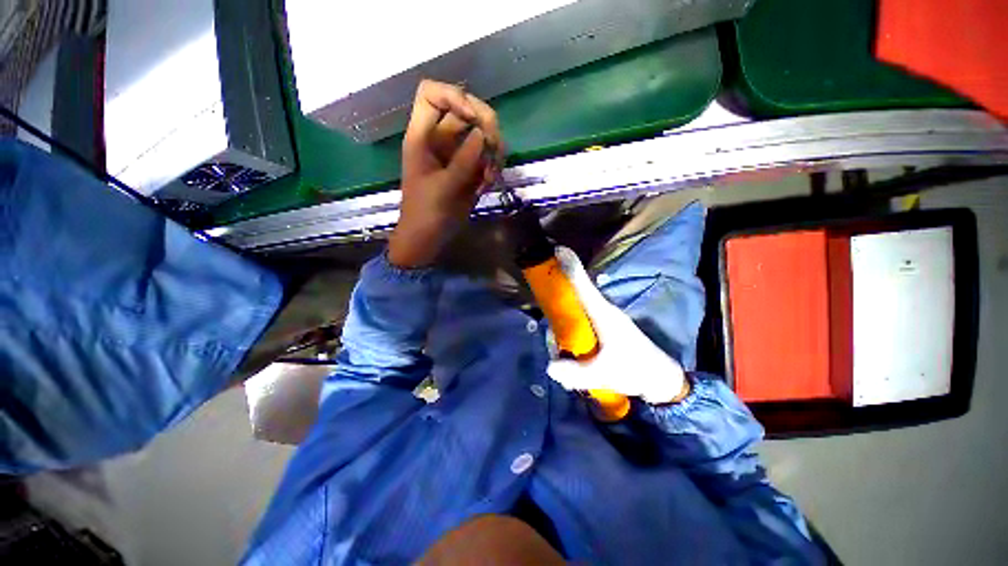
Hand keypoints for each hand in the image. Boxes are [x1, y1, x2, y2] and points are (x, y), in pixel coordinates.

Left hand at [389, 80, 502, 267]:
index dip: (454, 96)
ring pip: (483, 134)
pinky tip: (486, 186)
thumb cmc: (426, 213)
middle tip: (494, 149)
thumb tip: (482, 134)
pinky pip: (488, 157)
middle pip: (468, 110)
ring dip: (493, 152)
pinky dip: (492, 169)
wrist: (429, 237)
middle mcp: (441, 139)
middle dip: (486, 126)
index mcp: (423, 136)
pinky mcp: (470, 169)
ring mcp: (457, 154)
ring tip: (489, 176)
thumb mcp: (443, 187)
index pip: (432, 93)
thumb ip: (463, 160)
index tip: (471, 118)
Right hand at [546, 247, 689, 403]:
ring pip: (574, 311)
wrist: (660, 379)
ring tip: (563, 355)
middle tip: (553, 340)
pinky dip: (570, 332)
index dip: (570, 266)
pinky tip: (570, 354)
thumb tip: (549, 366)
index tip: (557, 249)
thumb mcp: (604, 374)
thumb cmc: (635, 369)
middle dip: (556, 307)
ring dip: (562, 326)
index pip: (583, 284)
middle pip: (572, 296)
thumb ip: (575, 372)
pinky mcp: (602, 328)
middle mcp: (601, 310)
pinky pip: (579, 321)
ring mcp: (602, 318)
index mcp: (602, 313)